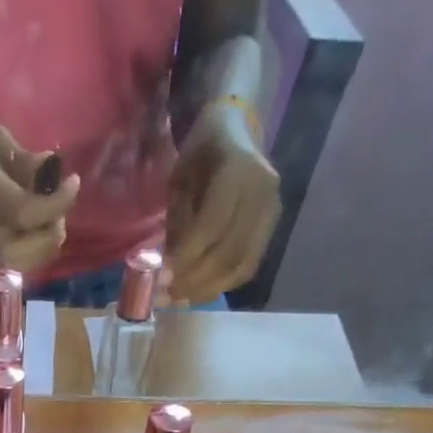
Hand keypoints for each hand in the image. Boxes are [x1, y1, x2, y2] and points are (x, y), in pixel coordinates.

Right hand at [0, 121, 80, 273]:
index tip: (72, 181)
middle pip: (29, 248)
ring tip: (51, 212)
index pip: (24, 212)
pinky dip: (38, 247)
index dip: (55, 203)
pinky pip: (21, 261)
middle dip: (52, 227)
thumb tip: (50, 168)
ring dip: (47, 239)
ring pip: (27, 261)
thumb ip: (20, 158)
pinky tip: (41, 224)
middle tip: (59, 201)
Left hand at [163, 101, 279, 304]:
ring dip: (206, 289)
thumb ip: (178, 222)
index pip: (213, 225)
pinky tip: (196, 292)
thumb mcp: (181, 180)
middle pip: (229, 252)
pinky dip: (220, 285)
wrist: (236, 132)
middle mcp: (262, 192)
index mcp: (238, 170)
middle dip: (193, 280)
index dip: (186, 256)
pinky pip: (246, 267)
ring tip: (177, 300)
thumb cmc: (201, 154)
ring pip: (240, 266)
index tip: (160, 279)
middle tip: (164, 296)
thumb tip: (168, 269)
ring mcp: (271, 212)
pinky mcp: (270, 230)